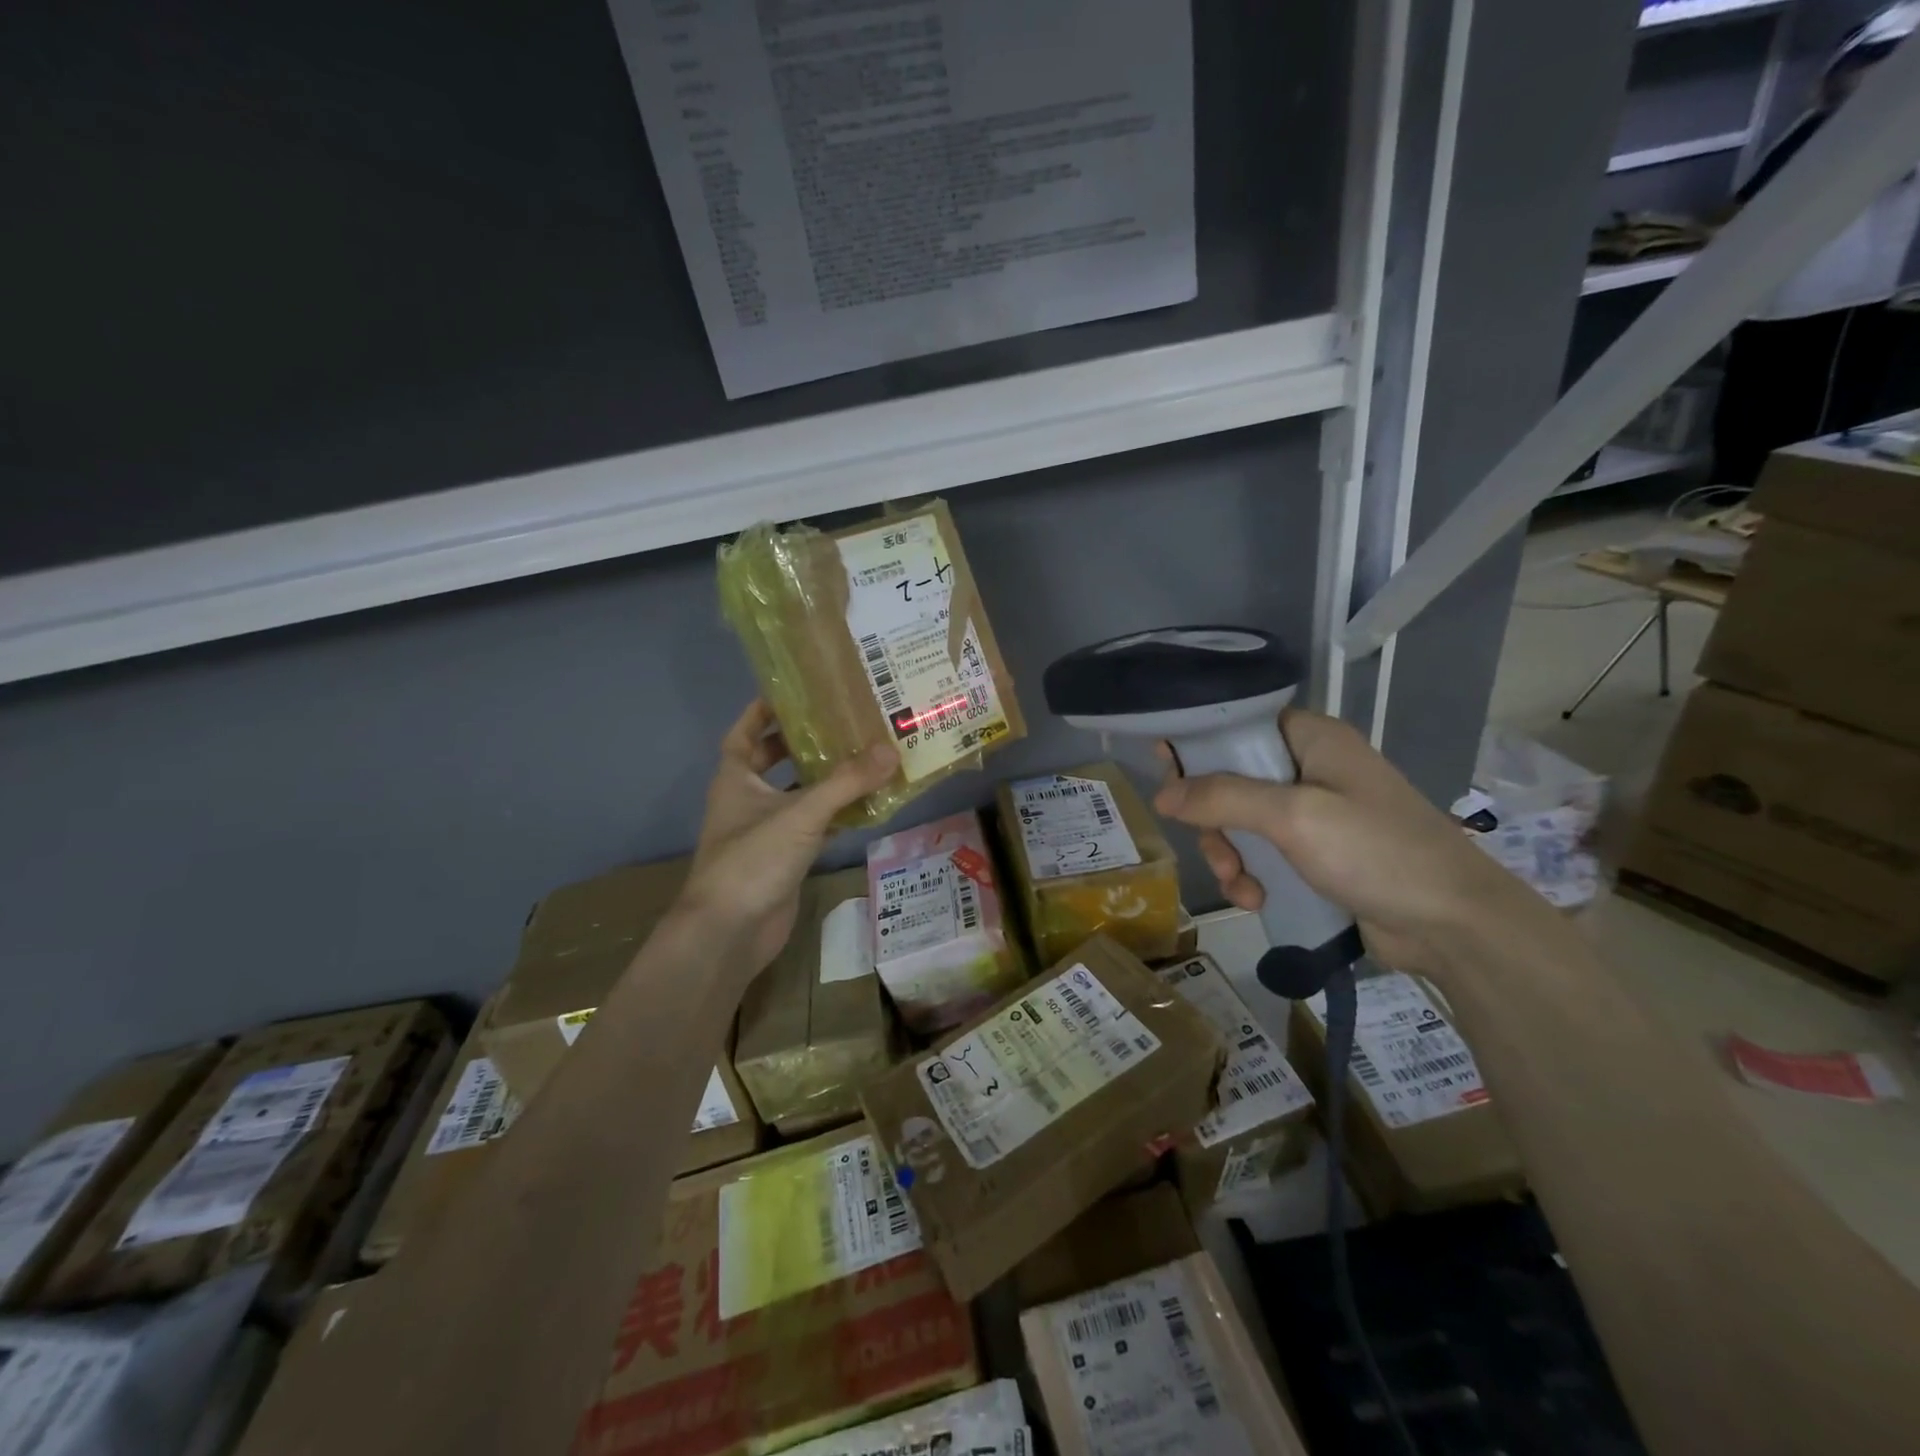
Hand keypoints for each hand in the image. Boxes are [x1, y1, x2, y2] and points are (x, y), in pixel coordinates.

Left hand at [675, 701, 896, 976]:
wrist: (731, 932)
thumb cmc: (752, 859)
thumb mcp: (801, 813)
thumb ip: (846, 783)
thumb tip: (890, 749)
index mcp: (736, 779)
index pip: (744, 733)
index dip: (762, 711)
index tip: (793, 692)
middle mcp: (748, 800)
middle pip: (774, 761)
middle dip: (803, 743)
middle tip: (842, 722)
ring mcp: (766, 831)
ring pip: (798, 795)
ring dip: (826, 780)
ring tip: (865, 755)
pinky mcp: (785, 858)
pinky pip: (814, 826)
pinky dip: (836, 815)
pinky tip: (868, 805)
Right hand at [1153, 709, 1541, 977]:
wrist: (1454, 925)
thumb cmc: (1377, 852)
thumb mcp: (1294, 817)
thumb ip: (1223, 797)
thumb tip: (1162, 794)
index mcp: (1312, 739)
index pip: (1238, 724)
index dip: (1198, 744)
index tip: (1166, 773)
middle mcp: (1310, 769)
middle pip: (1230, 779)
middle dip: (1213, 820)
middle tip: (1215, 850)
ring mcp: (1314, 814)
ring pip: (1241, 822)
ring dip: (1229, 855)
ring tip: (1241, 887)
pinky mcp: (1317, 854)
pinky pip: (1263, 854)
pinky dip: (1251, 876)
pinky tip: (1256, 900)